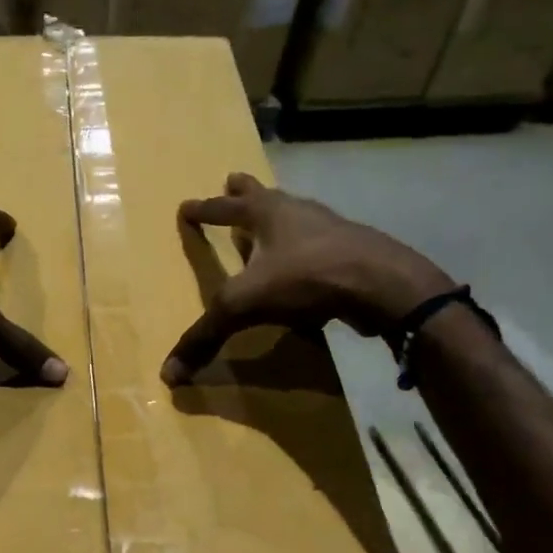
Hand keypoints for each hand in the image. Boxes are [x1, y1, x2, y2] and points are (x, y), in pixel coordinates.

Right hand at [160, 172, 455, 385]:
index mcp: (267, 213)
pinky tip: (303, 275)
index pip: (225, 208)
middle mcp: (298, 213)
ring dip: (279, 220)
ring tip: (268, 228)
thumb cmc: (305, 278)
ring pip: (297, 218)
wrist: (381, 284)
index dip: (203, 210)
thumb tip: (170, 374)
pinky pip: (319, 250)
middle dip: (245, 190)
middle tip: (232, 179)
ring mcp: (331, 231)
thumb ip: (205, 336)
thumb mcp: (243, 306)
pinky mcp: (354, 254)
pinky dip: (305, 255)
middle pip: (265, 195)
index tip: (186, 207)